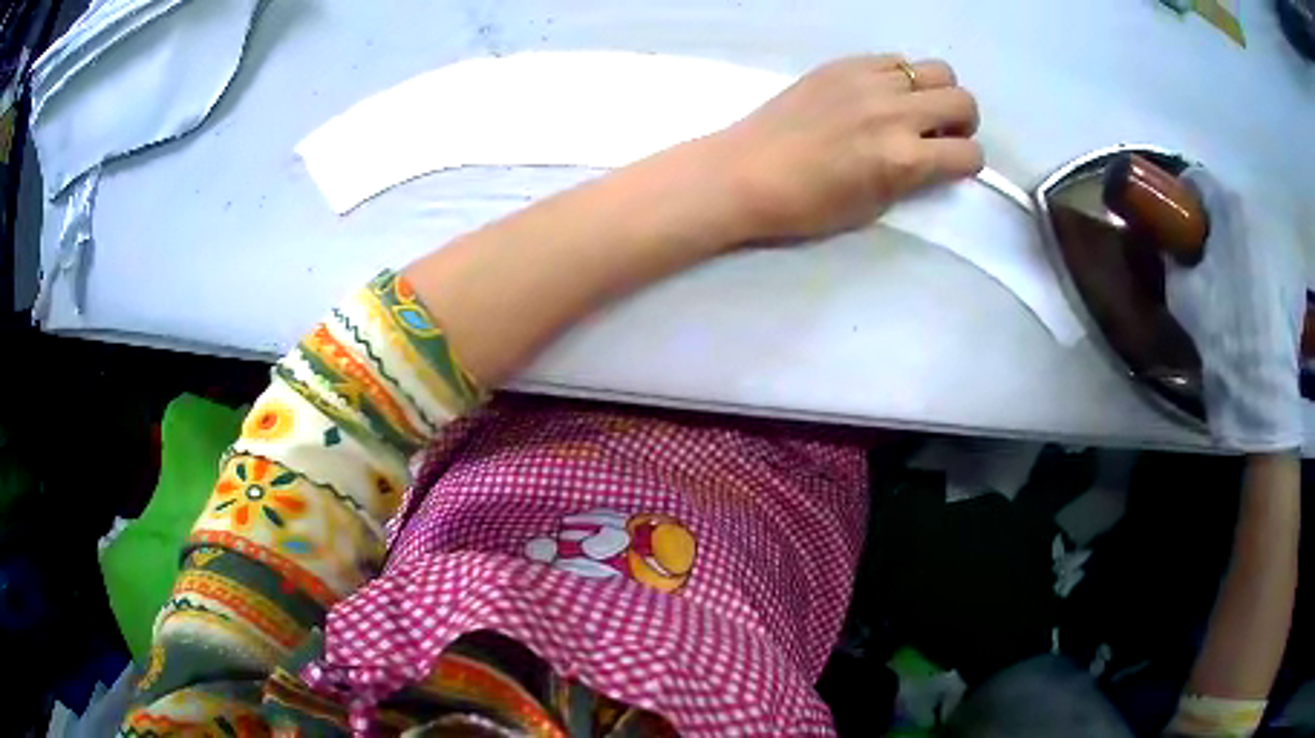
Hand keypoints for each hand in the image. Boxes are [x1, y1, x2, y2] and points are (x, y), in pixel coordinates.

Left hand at [709, 55, 982, 242]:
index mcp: (904, 160)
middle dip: (962, 122)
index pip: (970, 154)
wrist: (745, 171)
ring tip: (913, 109)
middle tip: (939, 134)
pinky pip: (895, 59)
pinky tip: (880, 94)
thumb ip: (913, 177)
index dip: (968, 165)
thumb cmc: (807, 205)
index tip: (953, 166)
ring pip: (936, 70)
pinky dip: (901, 76)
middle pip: (964, 101)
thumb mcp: (874, 205)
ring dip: (936, 92)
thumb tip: (933, 157)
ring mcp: (870, 81)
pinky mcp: (844, 63)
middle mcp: (896, 113)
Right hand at [1166, 169, 1304, 451]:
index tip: (1175, 225)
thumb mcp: (1182, 294)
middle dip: (1213, 226)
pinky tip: (1251, 305)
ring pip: (1249, 234)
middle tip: (1201, 260)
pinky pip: (1267, 261)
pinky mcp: (1290, 279)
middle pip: (1228, 206)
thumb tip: (1170, 251)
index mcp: (1229, 206)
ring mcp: (1278, 246)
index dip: (1181, 198)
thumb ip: (1173, 260)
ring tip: (1229, 286)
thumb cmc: (1221, 331)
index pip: (1197, 180)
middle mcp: (1257, 214)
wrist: (1261, 388)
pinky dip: (1256, 272)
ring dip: (1236, 248)